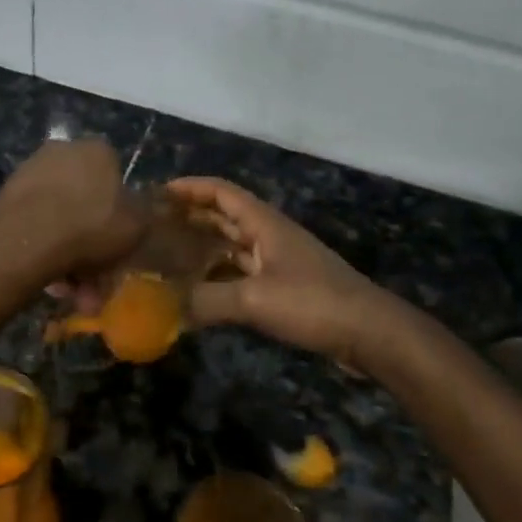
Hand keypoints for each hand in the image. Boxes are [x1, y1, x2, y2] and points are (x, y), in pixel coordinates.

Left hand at [0, 140, 146, 293]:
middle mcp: (62, 152)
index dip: (121, 217)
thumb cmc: (90, 227)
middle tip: (96, 284)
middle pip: (87, 206)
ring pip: (61, 221)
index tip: (119, 249)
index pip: (117, 179)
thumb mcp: (137, 226)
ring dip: (71, 260)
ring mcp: (30, 174)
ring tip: (71, 294)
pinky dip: (45, 254)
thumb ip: (142, 217)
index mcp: (97, 150)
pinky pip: (36, 228)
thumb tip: (136, 213)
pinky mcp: (5, 199)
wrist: (24, 242)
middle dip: (94, 249)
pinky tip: (49, 285)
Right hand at [166, 176, 414, 370]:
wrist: (369, 332)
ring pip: (232, 245)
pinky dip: (219, 276)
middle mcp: (269, 235)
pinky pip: (241, 273)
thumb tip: (165, 308)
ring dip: (203, 247)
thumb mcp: (255, 300)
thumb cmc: (312, 302)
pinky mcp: (284, 287)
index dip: (190, 188)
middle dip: (190, 216)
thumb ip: (208, 300)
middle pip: (225, 216)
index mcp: (264, 223)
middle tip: (153, 227)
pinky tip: (199, 291)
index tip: (157, 194)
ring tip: (168, 256)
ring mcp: (278, 261)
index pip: (221, 192)